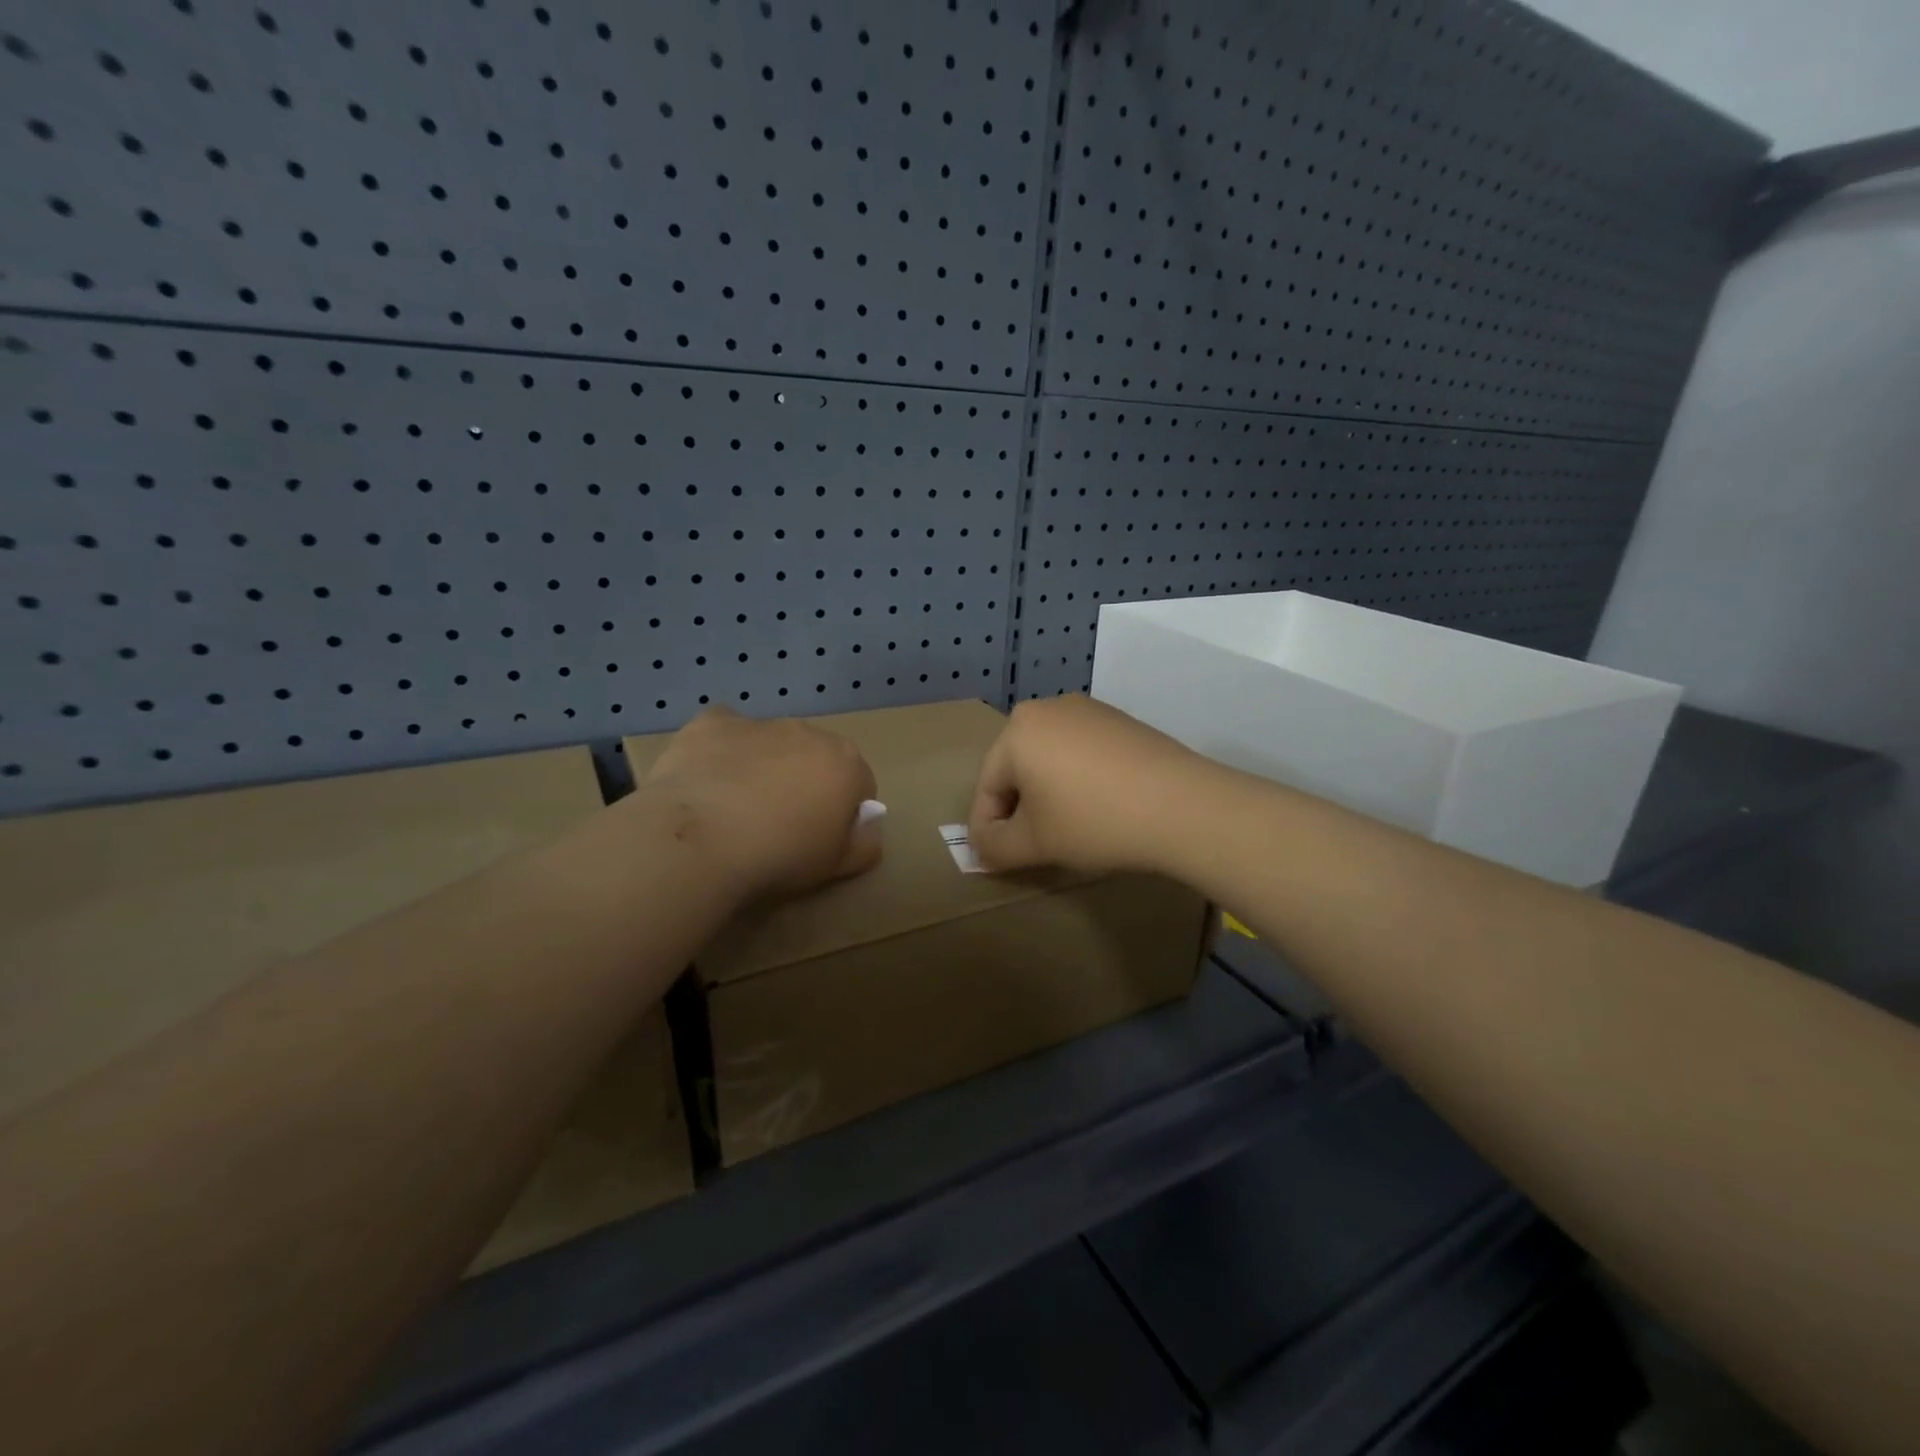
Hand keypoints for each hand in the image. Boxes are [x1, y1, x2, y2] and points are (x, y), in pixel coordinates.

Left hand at [639, 708, 881, 901]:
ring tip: (736, 810)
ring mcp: (759, 723)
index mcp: (846, 763)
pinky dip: (721, 750)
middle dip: (804, 783)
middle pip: (815, 757)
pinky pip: (725, 732)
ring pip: (770, 743)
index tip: (820, 839)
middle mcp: (808, 732)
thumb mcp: (837, 866)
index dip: (843, 814)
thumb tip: (867, 825)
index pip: (860, 784)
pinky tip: (706, 781)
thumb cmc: (780, 856)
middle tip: (779, 826)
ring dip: (764, 766)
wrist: (699, 841)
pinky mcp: (712, 723)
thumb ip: (865, 843)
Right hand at [968, 696, 1204, 874]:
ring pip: (1051, 759)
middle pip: (1018, 768)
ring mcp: (1089, 710)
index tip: (998, 859)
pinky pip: (1083, 753)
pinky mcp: (1121, 721)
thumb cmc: (1094, 821)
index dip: (987, 828)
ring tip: (1069, 829)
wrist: (1183, 806)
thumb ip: (994, 847)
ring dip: (1050, 794)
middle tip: (1034, 845)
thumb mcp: (1034, 844)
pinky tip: (1100, 807)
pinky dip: (1080, 780)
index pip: (987, 786)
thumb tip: (981, 846)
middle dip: (1020, 808)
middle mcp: (1048, 708)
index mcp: (1017, 730)